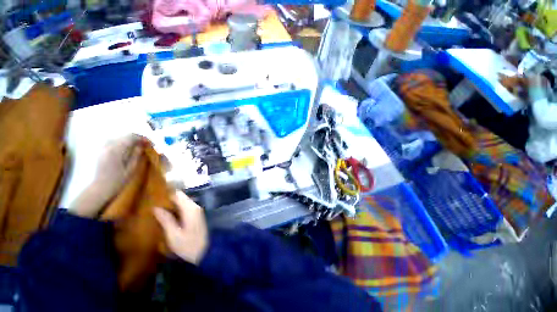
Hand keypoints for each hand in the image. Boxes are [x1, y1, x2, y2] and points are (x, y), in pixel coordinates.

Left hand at [69, 135, 143, 217]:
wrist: (100, 188)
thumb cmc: (118, 180)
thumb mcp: (131, 169)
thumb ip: (136, 155)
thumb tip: (142, 145)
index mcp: (117, 150)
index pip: (132, 137)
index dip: (143, 138)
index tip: (151, 143)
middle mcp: (109, 145)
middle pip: (125, 135)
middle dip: (137, 138)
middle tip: (146, 145)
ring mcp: (104, 147)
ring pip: (119, 137)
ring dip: (130, 140)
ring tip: (138, 146)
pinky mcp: (102, 150)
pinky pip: (114, 141)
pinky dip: (123, 142)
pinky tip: (127, 148)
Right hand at [154, 190, 207, 264]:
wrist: (204, 251)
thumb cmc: (188, 245)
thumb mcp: (174, 235)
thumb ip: (166, 220)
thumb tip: (156, 208)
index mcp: (190, 209)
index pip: (178, 194)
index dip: (166, 193)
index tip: (154, 195)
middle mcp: (195, 206)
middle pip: (181, 197)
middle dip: (168, 199)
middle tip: (153, 202)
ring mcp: (196, 210)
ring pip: (183, 202)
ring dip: (171, 204)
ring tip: (157, 208)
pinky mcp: (196, 215)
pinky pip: (185, 207)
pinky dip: (176, 209)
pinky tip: (167, 214)